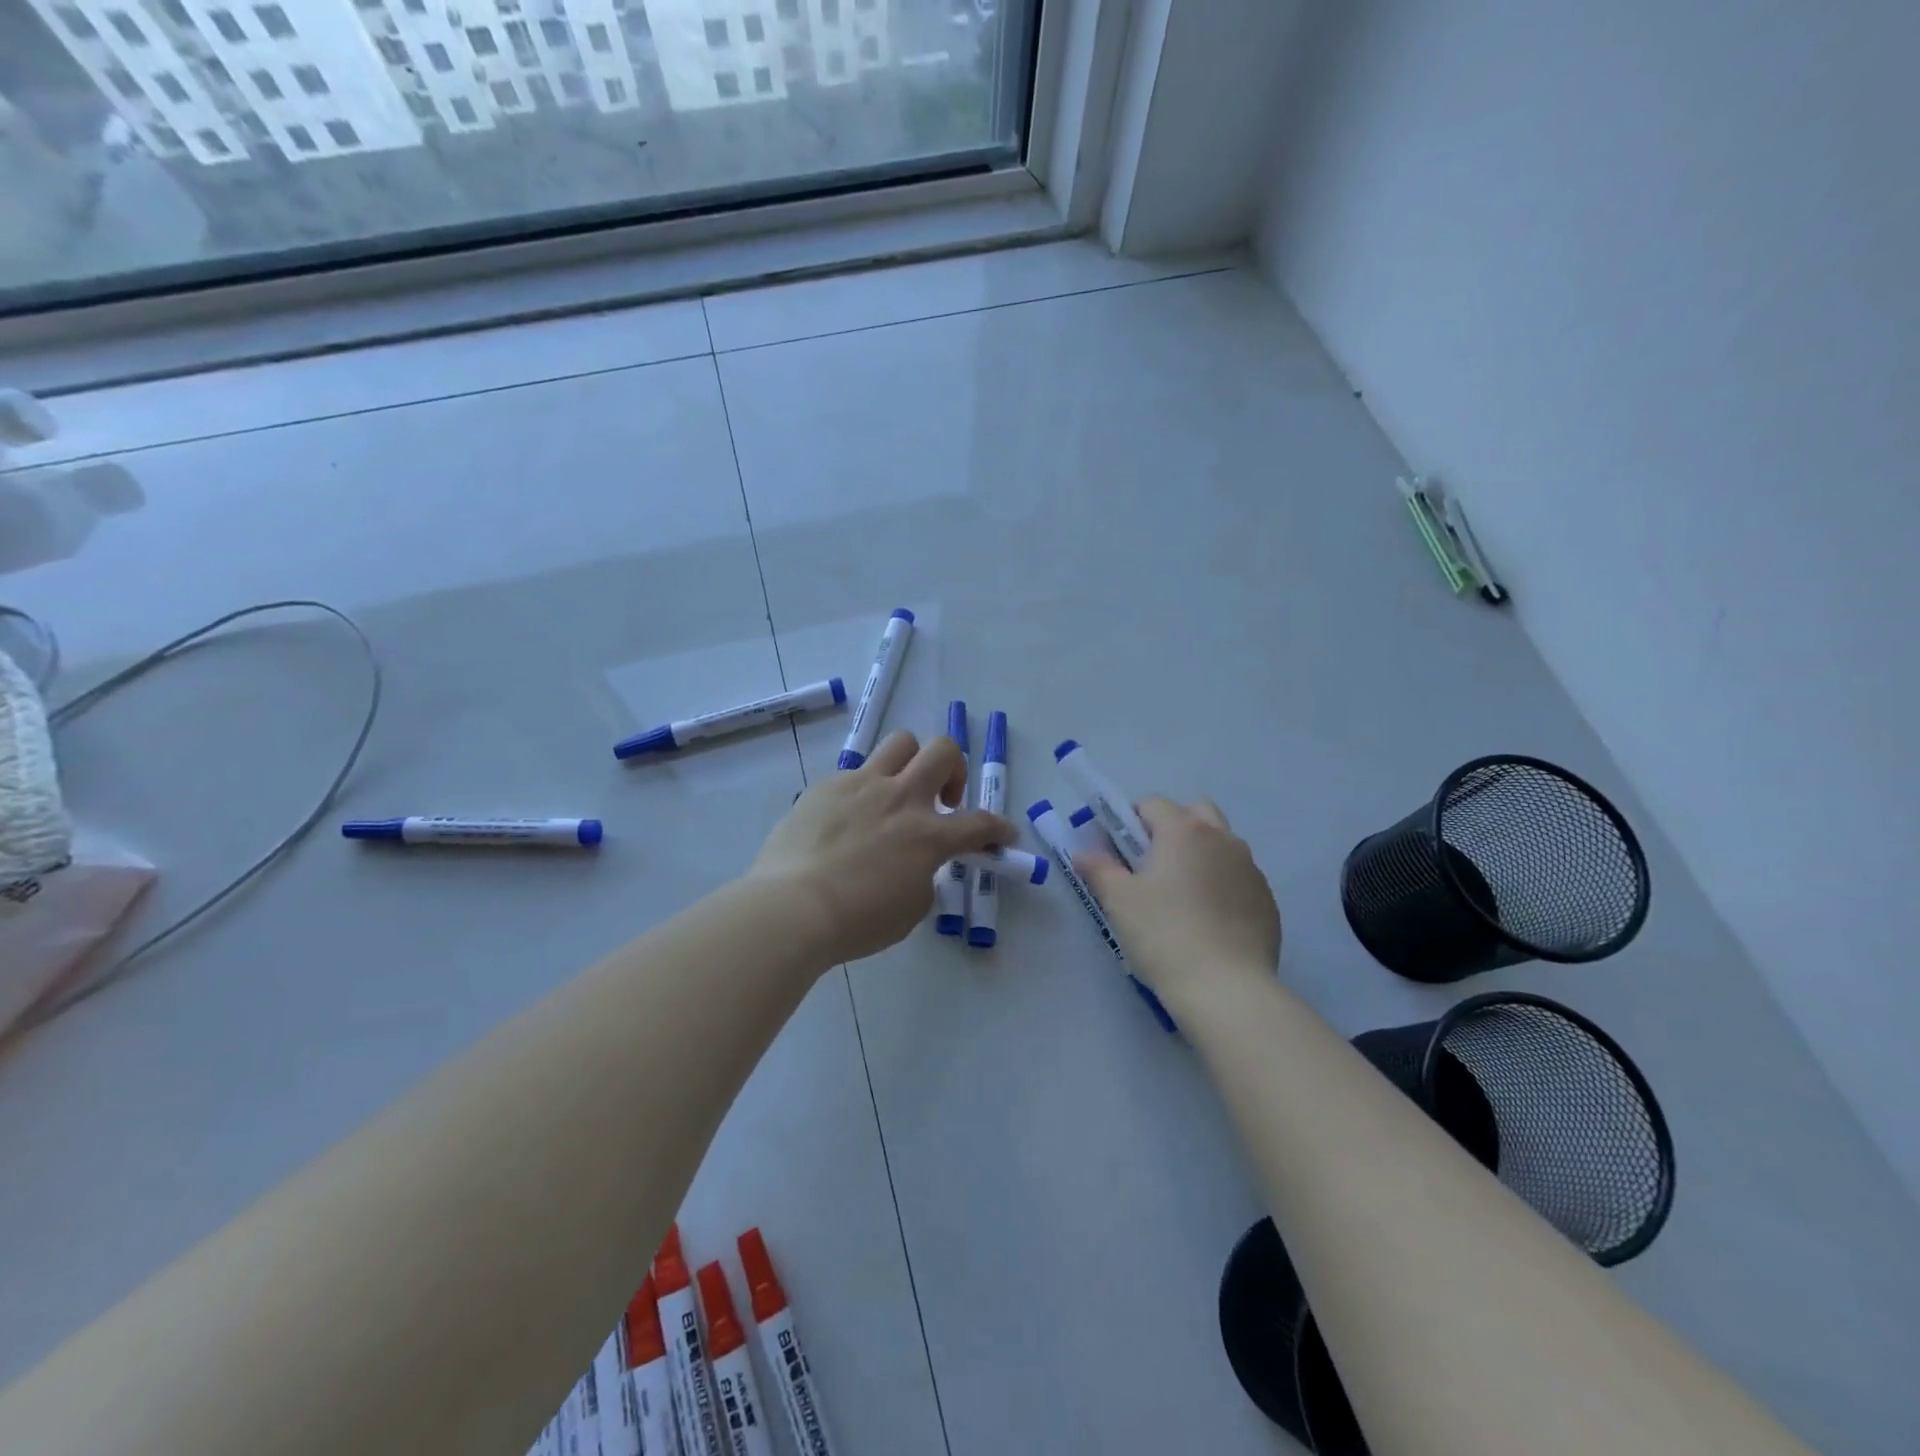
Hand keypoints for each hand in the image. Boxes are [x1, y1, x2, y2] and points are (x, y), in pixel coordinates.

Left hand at [748, 731, 1015, 963]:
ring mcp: (861, 785)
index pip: (979, 824)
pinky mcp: (826, 786)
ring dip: (911, 762)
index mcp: (927, 835)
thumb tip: (917, 862)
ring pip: (900, 743)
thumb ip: (924, 876)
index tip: (1004, 834)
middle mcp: (901, 798)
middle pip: (943, 751)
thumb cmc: (856, 921)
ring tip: (900, 791)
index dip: (998, 828)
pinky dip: (864, 790)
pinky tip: (849, 818)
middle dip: (954, 769)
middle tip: (944, 799)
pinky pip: (855, 772)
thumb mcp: (910, 909)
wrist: (791, 907)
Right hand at [1076, 797, 1280, 1011]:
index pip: (1151, 804)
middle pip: (1194, 813)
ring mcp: (1250, 868)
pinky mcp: (1267, 900)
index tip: (1116, 852)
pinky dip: (1221, 884)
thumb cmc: (1163, 935)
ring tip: (1180, 896)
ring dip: (1199, 854)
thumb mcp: (1119, 901)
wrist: (1226, 989)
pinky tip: (1207, 920)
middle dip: (1171, 828)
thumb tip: (1084, 853)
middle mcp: (1222, 838)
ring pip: (1221, 844)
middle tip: (1150, 866)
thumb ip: (1099, 869)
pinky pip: (1238, 877)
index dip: (1128, 822)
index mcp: (1184, 830)